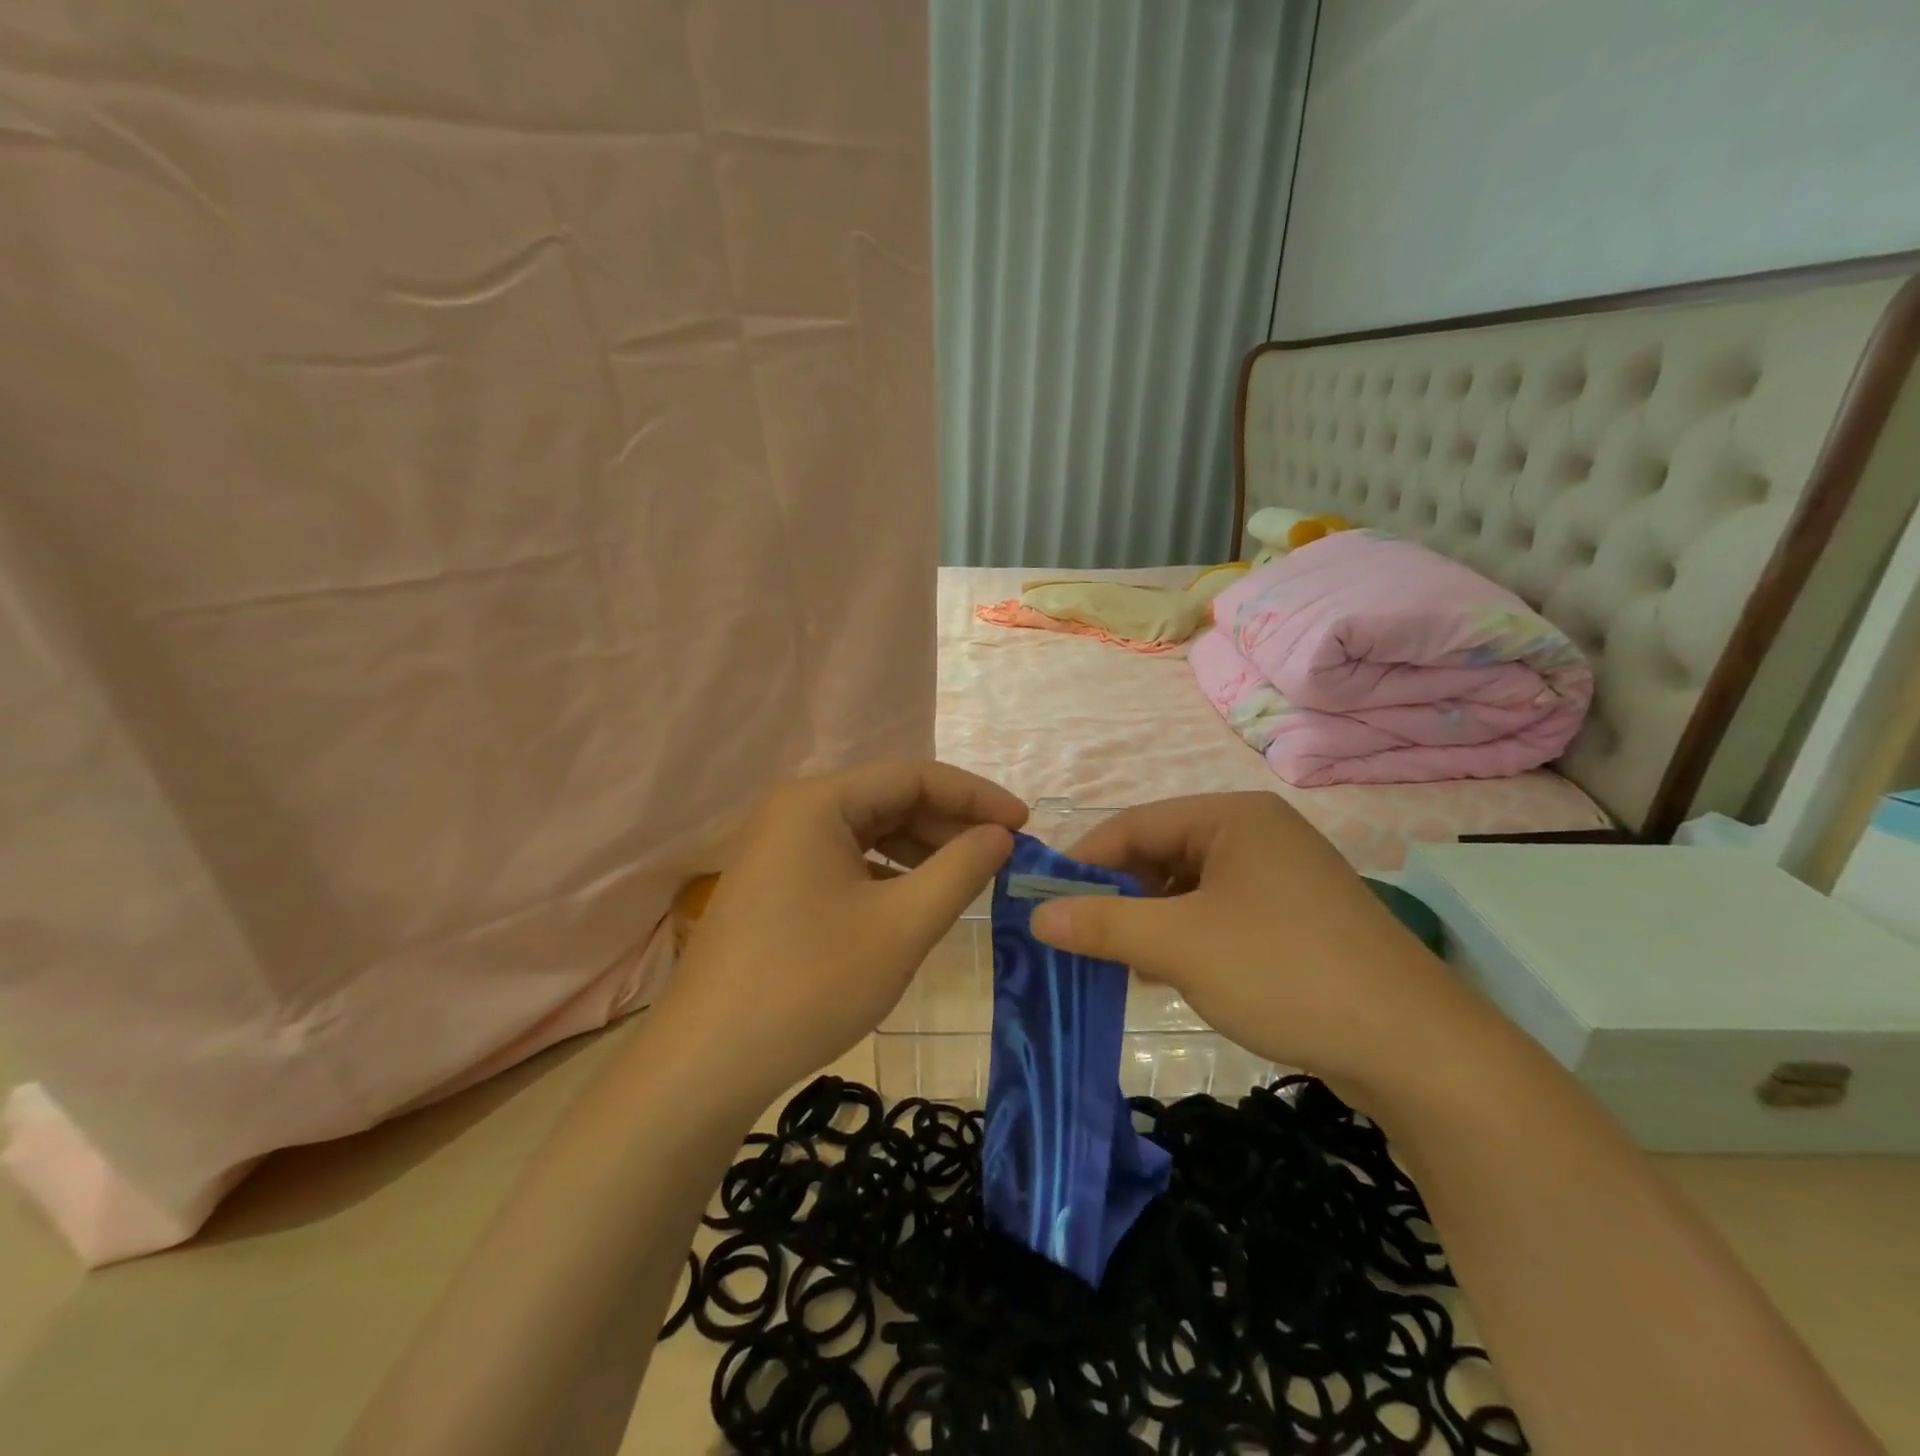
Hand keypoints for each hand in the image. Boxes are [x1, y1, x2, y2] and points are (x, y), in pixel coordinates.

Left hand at [656, 761, 1025, 1102]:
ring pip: (868, 831)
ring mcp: (779, 848)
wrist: (707, 1064)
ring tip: (967, 879)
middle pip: (889, 799)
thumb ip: (961, 870)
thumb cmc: (811, 985)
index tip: (1024, 825)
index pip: (915, 777)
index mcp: (819, 802)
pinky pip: (845, 860)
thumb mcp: (902, 926)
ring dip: (921, 849)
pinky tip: (914, 902)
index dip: (976, 796)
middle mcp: (794, 811)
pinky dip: (888, 873)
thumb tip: (1000, 835)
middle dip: (949, 824)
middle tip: (1001, 856)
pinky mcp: (775, 884)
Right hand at [1031, 793, 1497, 1097]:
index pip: (1135, 824)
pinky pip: (1220, 913)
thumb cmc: (1283, 971)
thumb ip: (1103, 924)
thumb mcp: (1180, 945)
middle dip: (1119, 895)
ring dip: (1150, 921)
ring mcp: (1282, 876)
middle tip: (1081, 937)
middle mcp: (1258, 834)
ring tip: (1120, 961)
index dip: (1085, 861)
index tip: (1044, 900)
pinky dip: (1186, 937)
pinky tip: (1168, 972)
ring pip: (1189, 888)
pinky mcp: (1296, 918)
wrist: (1415, 1049)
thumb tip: (1037, 915)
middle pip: (1162, 853)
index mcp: (1232, 816)